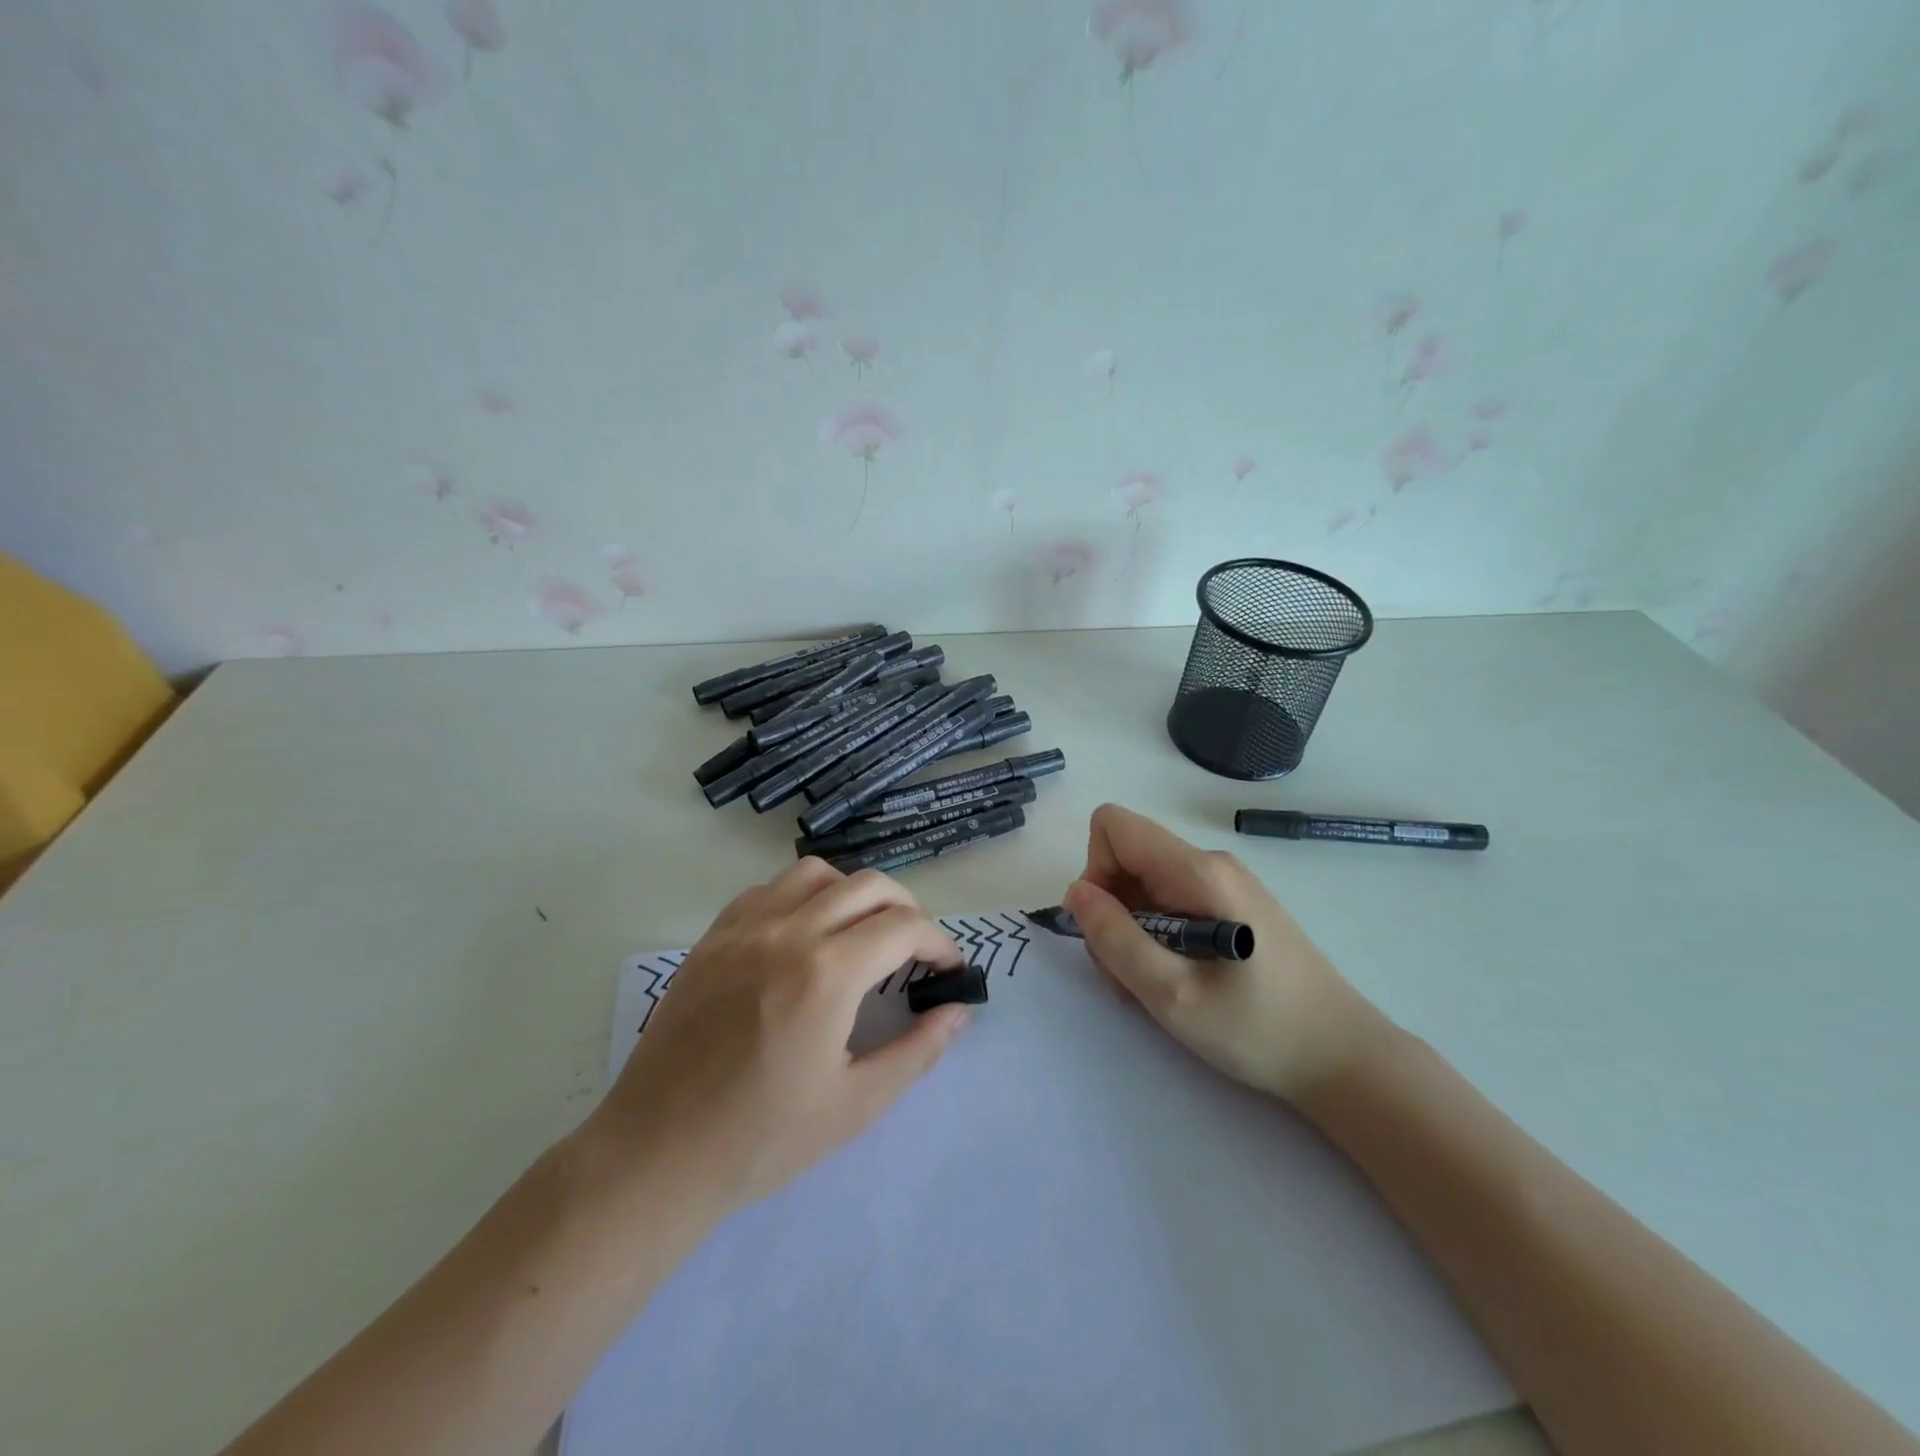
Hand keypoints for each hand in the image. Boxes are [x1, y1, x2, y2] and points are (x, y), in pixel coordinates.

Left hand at [591, 859, 970, 1214]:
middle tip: (916, 950)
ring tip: (862, 933)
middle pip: (869, 885)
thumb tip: (958, 1012)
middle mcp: (787, 932)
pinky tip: (804, 935)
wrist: (656, 1154)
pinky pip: (768, 889)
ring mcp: (743, 928)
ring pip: (816, 873)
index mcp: (826, 973)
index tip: (949, 970)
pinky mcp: (712, 937)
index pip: (904, 927)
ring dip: (854, 893)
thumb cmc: (761, 1140)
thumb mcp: (855, 1105)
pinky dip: (802, 896)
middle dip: (908, 909)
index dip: (939, 943)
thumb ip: (917, 1051)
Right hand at [1063, 803, 1388, 1102]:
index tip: (1108, 928)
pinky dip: (1156, 935)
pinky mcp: (1233, 905)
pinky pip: (1171, 900)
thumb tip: (1076, 892)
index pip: (1113, 826)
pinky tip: (1178, 979)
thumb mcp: (1172, 995)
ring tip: (1155, 985)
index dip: (1095, 871)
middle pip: (1126, 857)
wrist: (1345, 1058)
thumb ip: (1115, 938)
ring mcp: (1225, 882)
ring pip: (1145, 883)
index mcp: (1197, 872)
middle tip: (1129, 974)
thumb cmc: (1259, 1029)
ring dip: (1131, 930)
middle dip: (1110, 911)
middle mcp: (1210, 863)